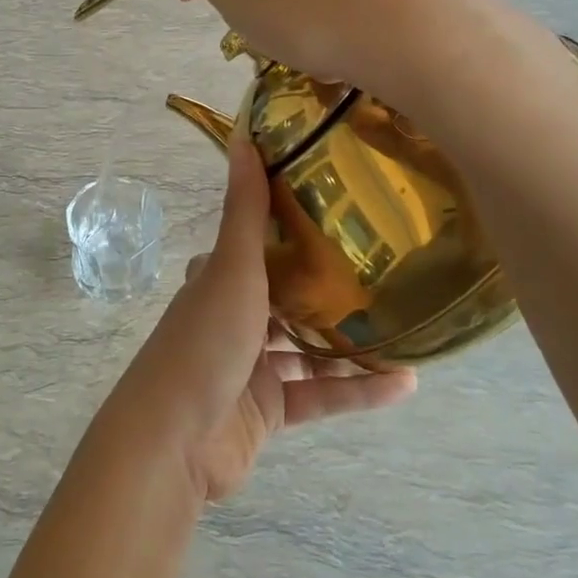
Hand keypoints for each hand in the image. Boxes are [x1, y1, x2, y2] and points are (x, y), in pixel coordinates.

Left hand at [115, 136, 415, 503]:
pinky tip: (405, 382)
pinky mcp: (266, 412)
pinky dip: (355, 391)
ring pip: (307, 350)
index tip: (343, 218)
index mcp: (218, 281)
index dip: (294, 235)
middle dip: (331, 291)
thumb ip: (246, 210)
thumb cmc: (204, 342)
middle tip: (389, 273)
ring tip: (405, 327)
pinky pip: (318, 396)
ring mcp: (248, 368)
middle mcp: (232, 319)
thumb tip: (244, 136)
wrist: (172, 441)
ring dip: (350, 344)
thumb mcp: (232, 269)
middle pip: (287, 299)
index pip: (258, 249)